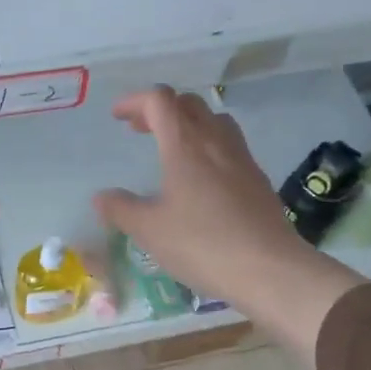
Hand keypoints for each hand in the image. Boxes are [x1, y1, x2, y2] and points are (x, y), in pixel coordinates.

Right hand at [92, 87, 362, 355]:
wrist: (269, 269)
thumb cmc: (202, 244)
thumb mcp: (150, 230)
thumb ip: (121, 209)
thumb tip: (101, 197)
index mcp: (185, 145)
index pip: (160, 101)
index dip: (135, 101)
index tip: (117, 116)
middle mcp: (216, 142)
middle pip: (189, 104)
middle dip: (161, 110)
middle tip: (140, 130)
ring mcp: (242, 159)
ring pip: (214, 121)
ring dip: (189, 124)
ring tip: (172, 148)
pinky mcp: (258, 180)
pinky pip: (230, 146)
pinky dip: (208, 146)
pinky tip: (201, 179)